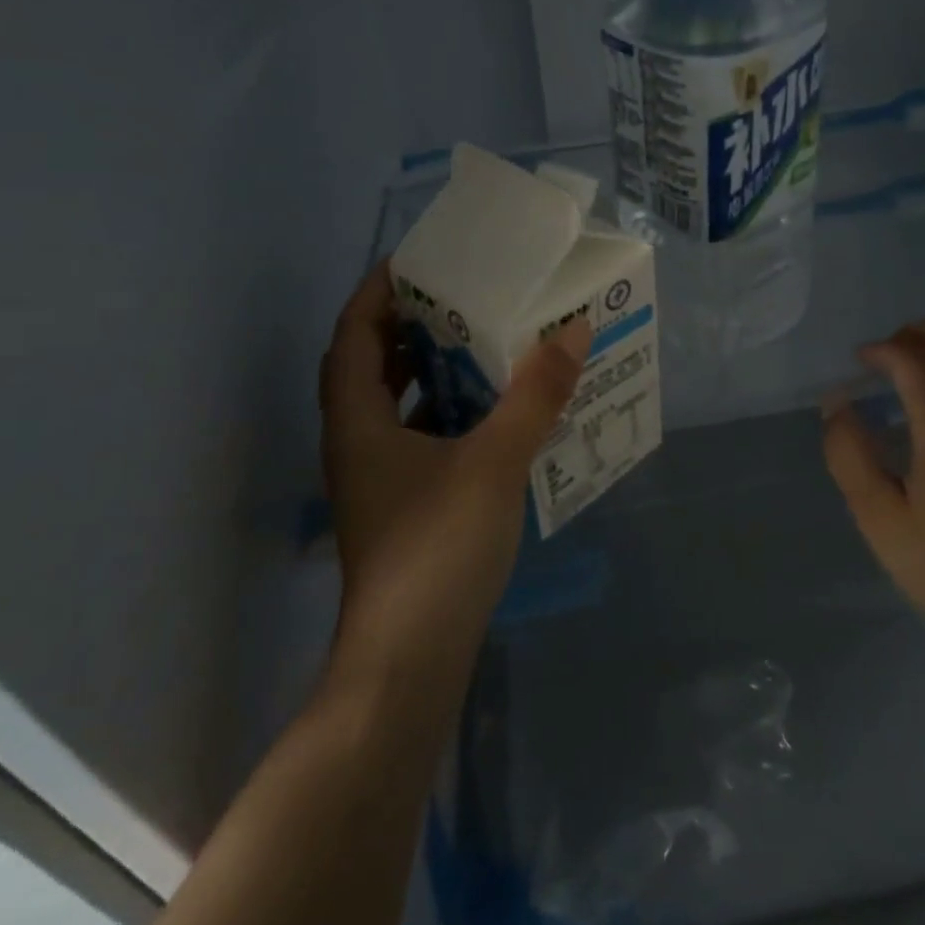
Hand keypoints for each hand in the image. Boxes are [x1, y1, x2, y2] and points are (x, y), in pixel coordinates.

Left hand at [319, 262, 590, 672]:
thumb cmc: (437, 550)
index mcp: (358, 421)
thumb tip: (571, 329)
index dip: (377, 291)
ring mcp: (377, 480)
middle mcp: (356, 443)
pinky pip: (419, 439)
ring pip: (396, 406)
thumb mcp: (493, 462)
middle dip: (409, 326)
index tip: (417, 261)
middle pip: (371, 365)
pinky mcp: (402, 508)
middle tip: (460, 296)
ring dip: (429, 371)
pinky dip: (447, 415)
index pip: (353, 334)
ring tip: (482, 343)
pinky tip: (493, 414)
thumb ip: (534, 395)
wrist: (408, 664)